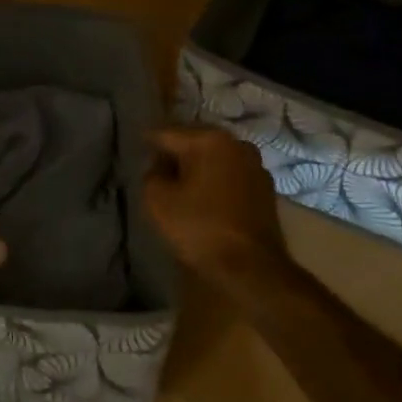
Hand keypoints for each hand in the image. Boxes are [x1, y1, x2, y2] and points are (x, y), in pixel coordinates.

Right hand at [145, 126, 291, 291]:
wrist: (251, 268)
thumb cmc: (199, 227)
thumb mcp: (158, 200)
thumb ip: (151, 174)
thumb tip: (159, 168)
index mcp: (209, 140)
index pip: (167, 133)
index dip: (147, 143)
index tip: (135, 153)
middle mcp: (236, 144)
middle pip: (194, 141)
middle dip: (174, 153)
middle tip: (155, 170)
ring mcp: (256, 166)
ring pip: (215, 158)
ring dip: (197, 167)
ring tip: (179, 185)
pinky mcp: (266, 189)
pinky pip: (230, 175)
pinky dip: (215, 181)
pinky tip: (204, 198)